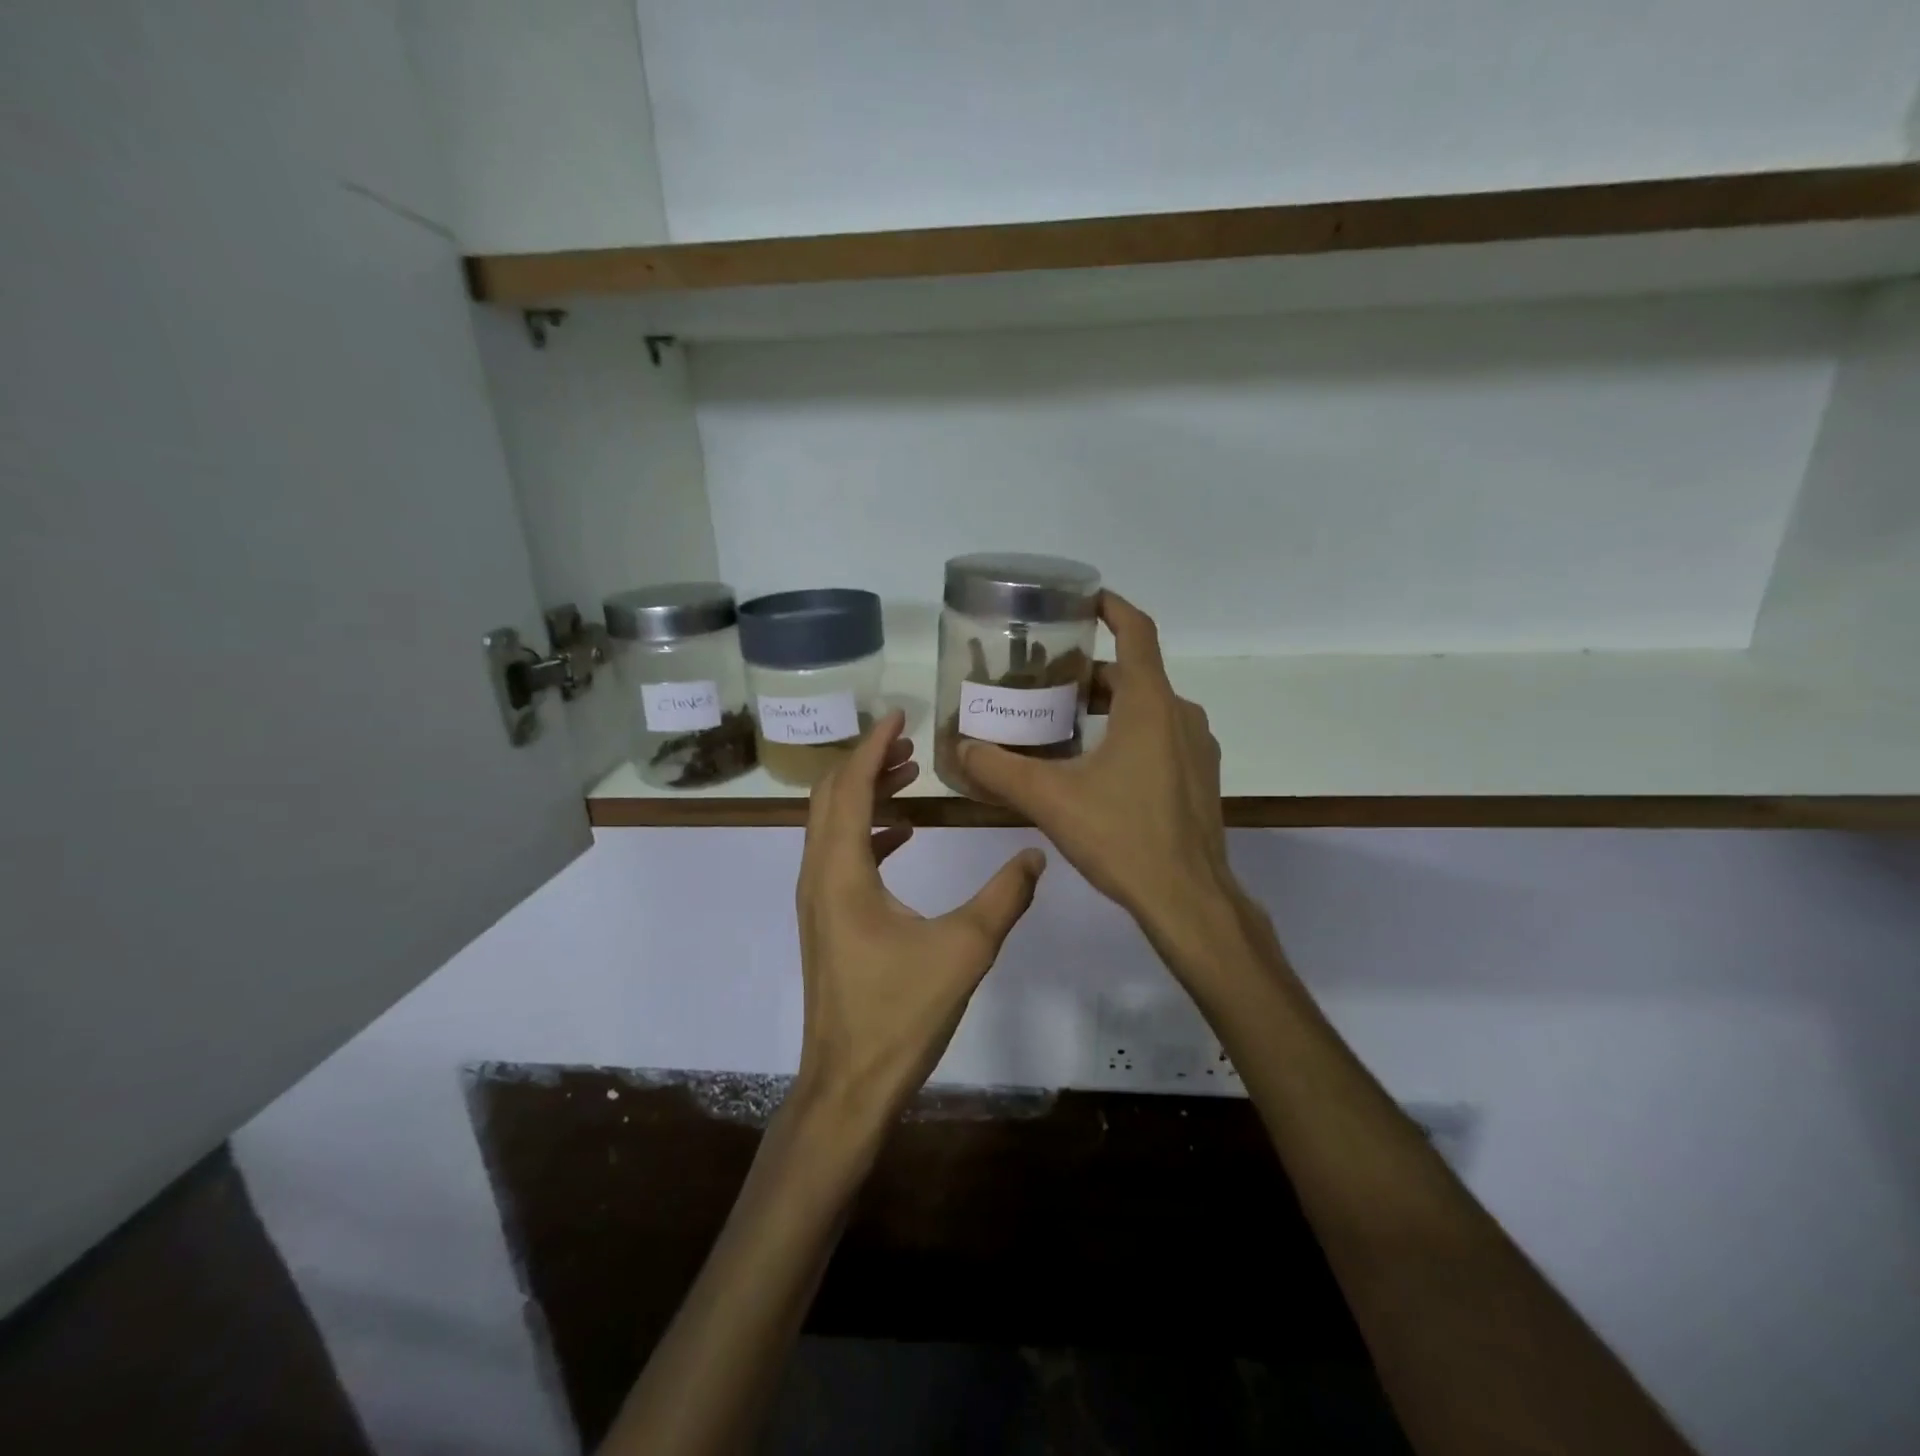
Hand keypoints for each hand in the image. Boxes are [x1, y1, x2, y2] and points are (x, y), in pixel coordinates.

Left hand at [794, 709, 1044, 1128]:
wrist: (847, 1086)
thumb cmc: (899, 1015)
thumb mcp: (964, 950)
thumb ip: (1004, 897)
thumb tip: (1036, 856)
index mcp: (841, 871)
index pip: (850, 786)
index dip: (873, 745)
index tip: (900, 715)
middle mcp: (818, 875)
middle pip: (831, 797)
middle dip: (868, 763)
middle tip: (912, 745)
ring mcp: (817, 900)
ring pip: (832, 825)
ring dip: (865, 795)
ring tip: (911, 778)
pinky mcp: (826, 921)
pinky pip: (839, 856)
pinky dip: (867, 832)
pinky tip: (903, 836)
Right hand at [958, 592, 1240, 947]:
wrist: (1188, 899)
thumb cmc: (1122, 836)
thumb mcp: (1051, 799)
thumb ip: (1000, 770)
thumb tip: (960, 750)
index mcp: (1150, 704)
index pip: (1136, 631)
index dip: (1111, 607)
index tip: (1082, 598)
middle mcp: (1180, 716)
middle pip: (1133, 674)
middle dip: (1089, 672)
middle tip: (1045, 681)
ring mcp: (1196, 748)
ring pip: (1148, 708)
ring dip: (1108, 706)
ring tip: (1062, 722)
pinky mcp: (1199, 779)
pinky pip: (1161, 737)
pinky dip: (1128, 733)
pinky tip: (1095, 766)